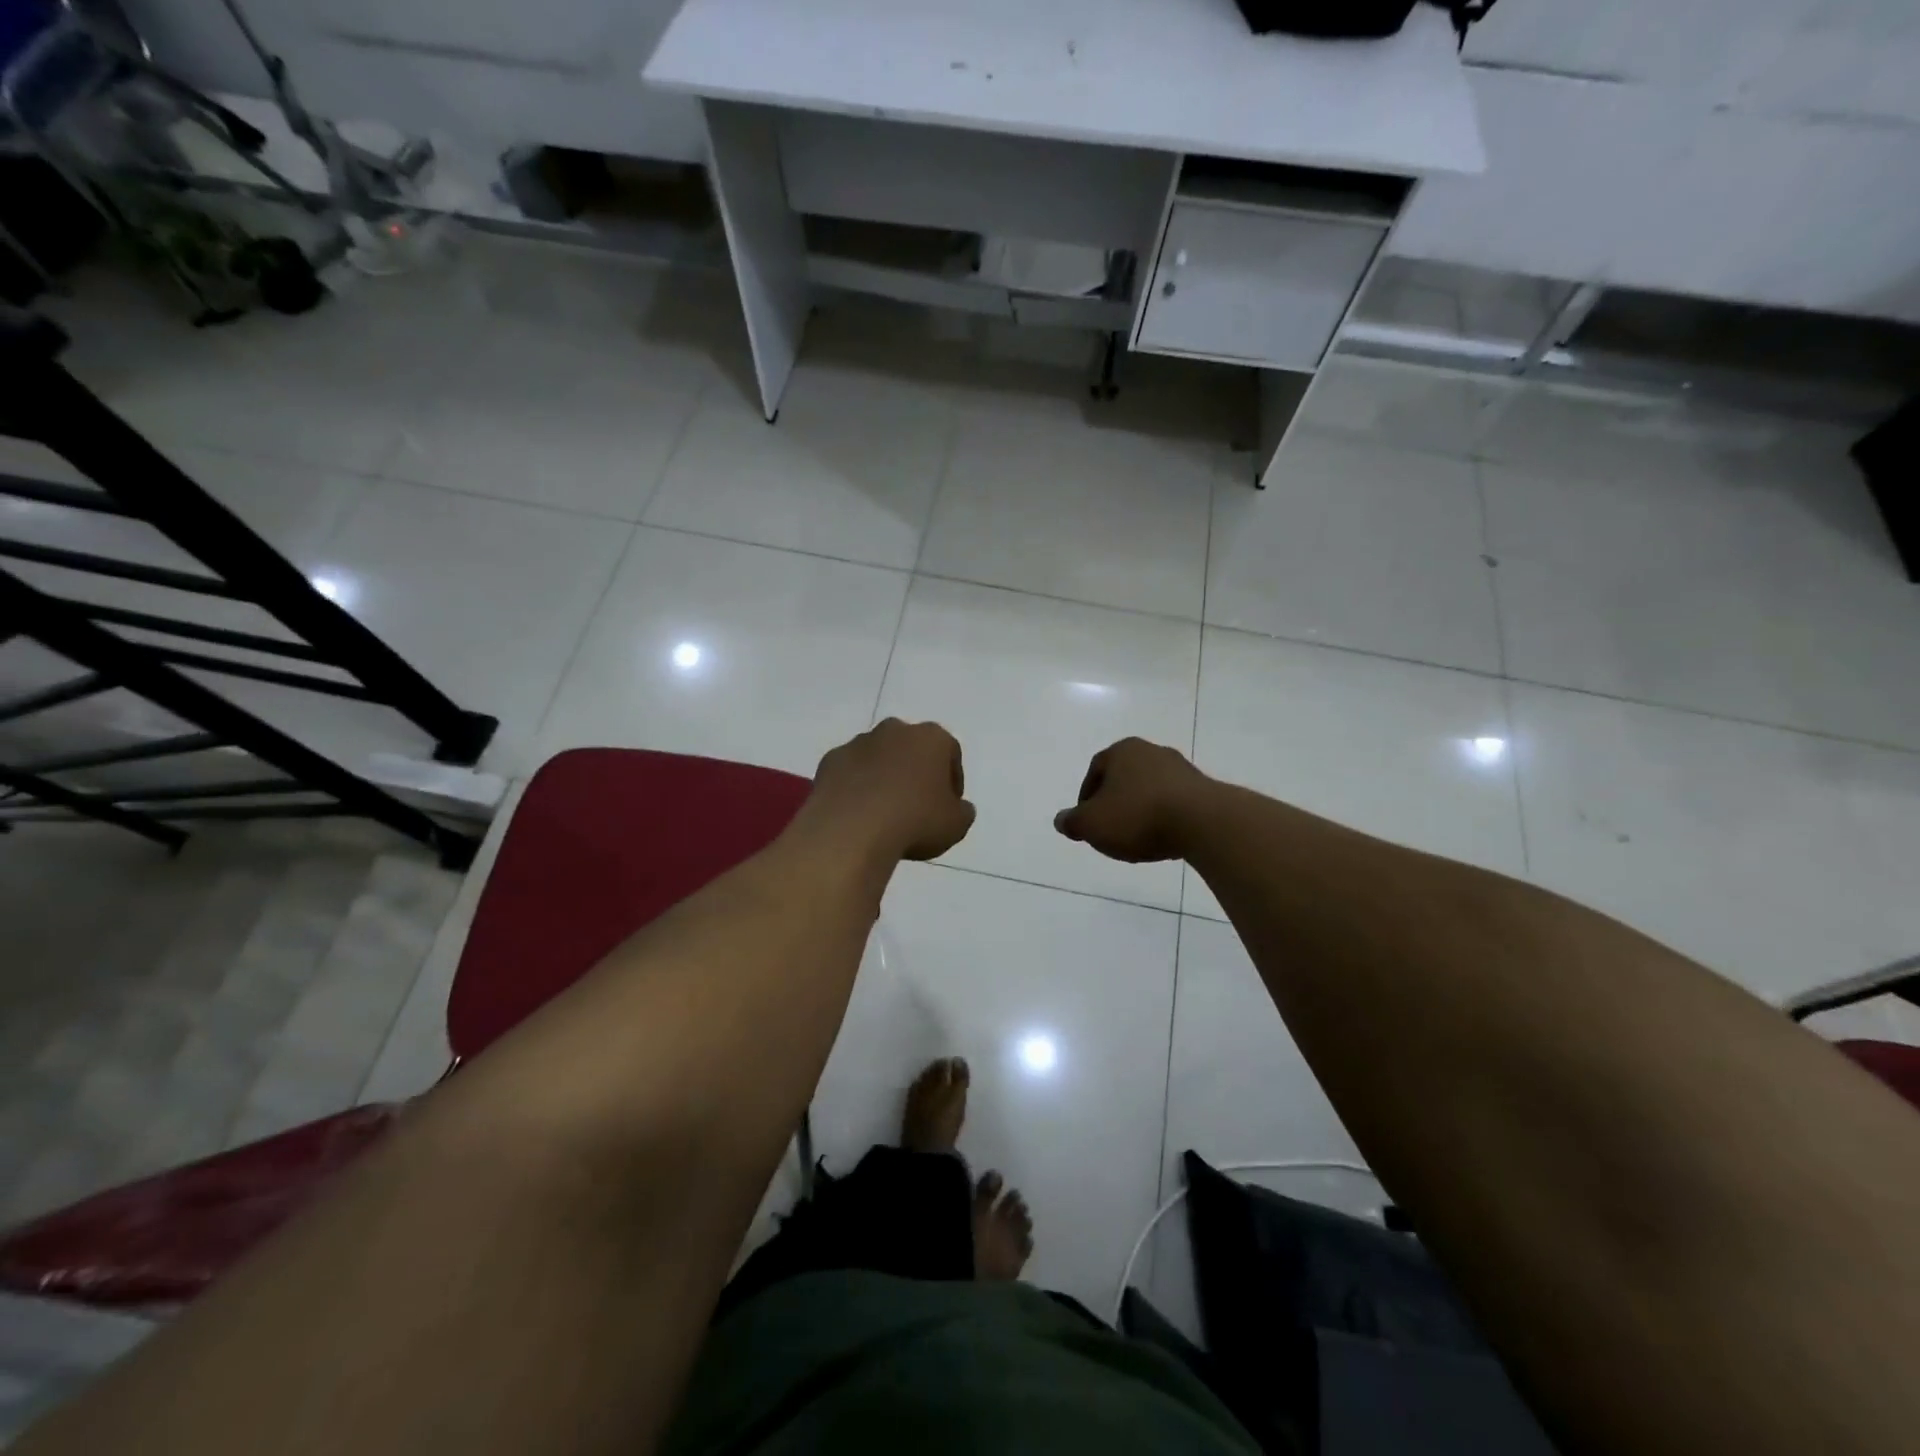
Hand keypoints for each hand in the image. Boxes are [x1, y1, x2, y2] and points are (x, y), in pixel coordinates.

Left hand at [807, 719, 975, 861]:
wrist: (852, 829)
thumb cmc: (915, 821)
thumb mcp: (956, 825)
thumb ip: (962, 811)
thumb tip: (958, 807)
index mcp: (931, 738)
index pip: (950, 752)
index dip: (952, 780)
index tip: (949, 805)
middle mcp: (895, 730)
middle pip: (912, 749)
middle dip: (915, 771)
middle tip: (917, 805)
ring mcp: (858, 742)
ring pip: (879, 757)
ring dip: (884, 777)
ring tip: (885, 812)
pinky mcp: (830, 760)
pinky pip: (850, 772)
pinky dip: (856, 787)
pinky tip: (858, 814)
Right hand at [1054, 738, 1211, 862]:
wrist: (1203, 822)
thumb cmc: (1138, 816)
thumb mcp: (1092, 824)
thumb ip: (1073, 822)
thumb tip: (1061, 821)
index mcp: (1122, 751)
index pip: (1095, 770)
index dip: (1086, 797)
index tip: (1087, 821)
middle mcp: (1152, 751)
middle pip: (1124, 778)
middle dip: (1114, 803)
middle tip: (1110, 829)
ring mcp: (1181, 768)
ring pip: (1150, 790)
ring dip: (1141, 811)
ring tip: (1138, 839)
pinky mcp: (1204, 788)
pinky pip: (1174, 803)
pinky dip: (1164, 817)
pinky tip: (1163, 838)